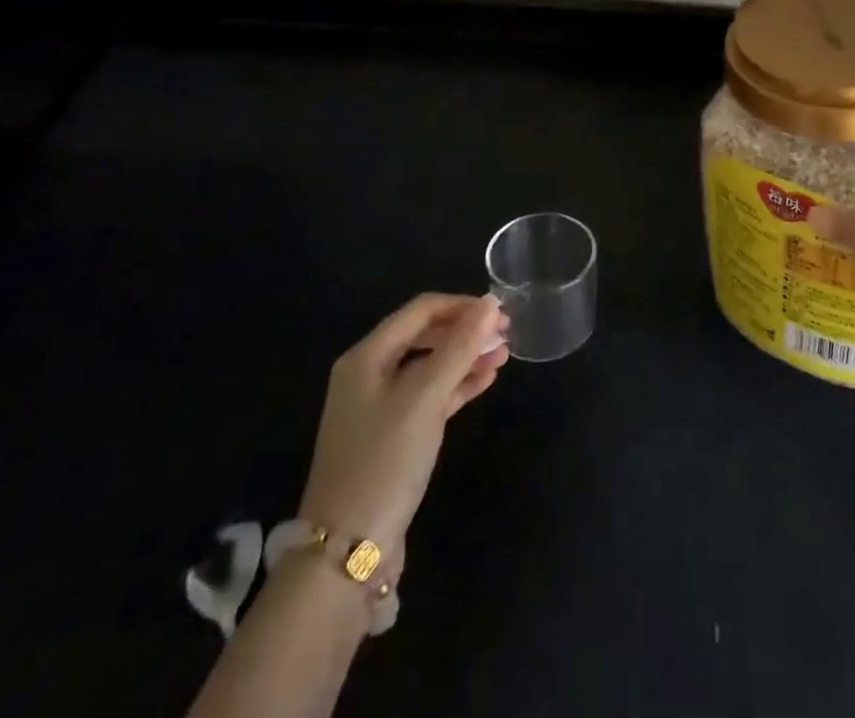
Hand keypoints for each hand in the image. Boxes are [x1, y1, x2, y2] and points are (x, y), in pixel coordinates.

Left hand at [296, 293, 509, 559]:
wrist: (347, 551)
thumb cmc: (385, 460)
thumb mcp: (425, 396)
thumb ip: (459, 347)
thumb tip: (491, 303)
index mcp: (367, 356)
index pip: (421, 310)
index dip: (462, 305)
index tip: (501, 312)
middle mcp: (369, 374)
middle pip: (425, 335)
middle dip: (466, 331)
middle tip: (507, 334)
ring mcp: (380, 407)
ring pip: (431, 366)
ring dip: (466, 357)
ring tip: (504, 356)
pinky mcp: (393, 436)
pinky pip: (430, 396)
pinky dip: (457, 385)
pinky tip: (485, 381)